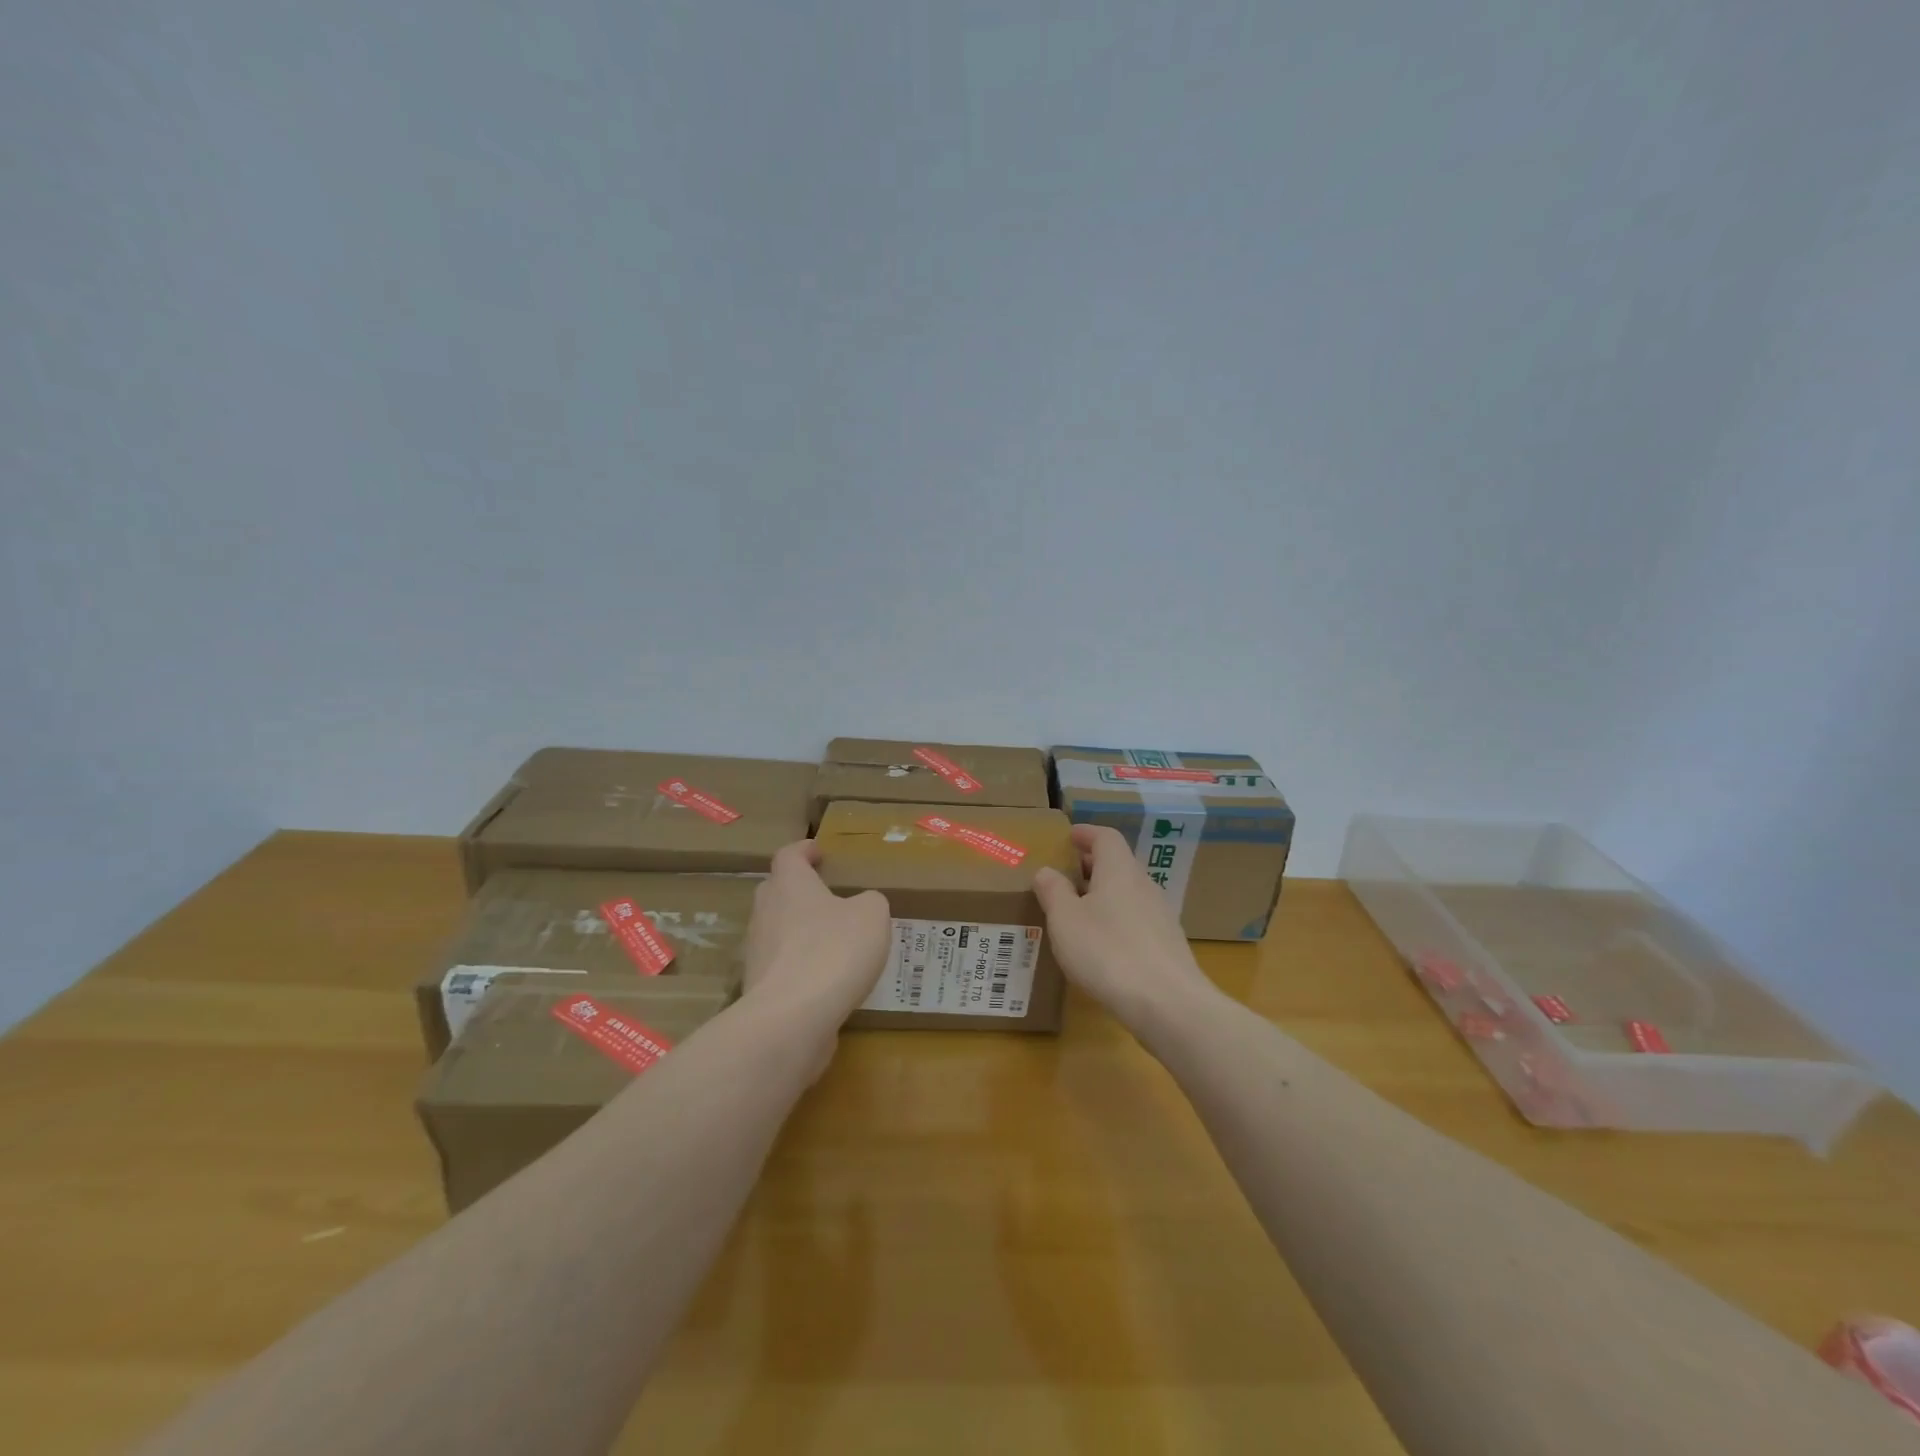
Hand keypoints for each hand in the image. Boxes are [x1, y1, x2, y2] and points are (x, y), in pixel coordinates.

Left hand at [741, 841, 890, 1023]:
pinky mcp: (760, 988)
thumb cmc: (834, 951)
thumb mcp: (872, 915)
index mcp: (790, 885)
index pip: (789, 856)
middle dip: (798, 889)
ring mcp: (758, 951)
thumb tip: (861, 905)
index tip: (817, 851)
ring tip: (831, 939)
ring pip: (777, 930)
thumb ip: (869, 902)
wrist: (792, 1019)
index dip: (804, 850)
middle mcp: (766, 912)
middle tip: (825, 894)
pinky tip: (825, 978)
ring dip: (800, 930)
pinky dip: (800, 965)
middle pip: (776, 891)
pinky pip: (781, 966)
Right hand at [1033, 825, 1212, 1026]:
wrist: (1168, 1004)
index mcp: (1119, 870)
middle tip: (1064, 876)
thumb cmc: (1107, 952)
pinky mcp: (1167, 945)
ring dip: (1103, 895)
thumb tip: (1047, 871)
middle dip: (1091, 865)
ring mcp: (1160, 915)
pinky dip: (1116, 920)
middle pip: (1118, 864)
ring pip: (1127, 893)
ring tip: (1077, 912)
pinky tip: (1101, 945)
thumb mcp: (1066, 920)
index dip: (1086, 833)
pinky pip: (1136, 919)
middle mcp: (1144, 885)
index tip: (1068, 836)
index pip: (1105, 837)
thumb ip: (1053, 891)